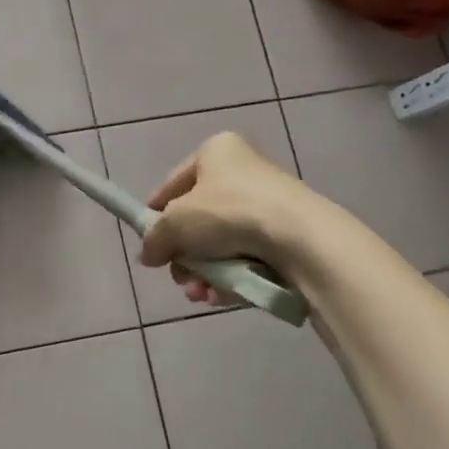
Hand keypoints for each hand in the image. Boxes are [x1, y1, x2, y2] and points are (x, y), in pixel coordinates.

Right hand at [138, 132, 340, 303]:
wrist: (300, 238)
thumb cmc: (228, 212)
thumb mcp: (174, 223)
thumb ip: (154, 238)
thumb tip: (148, 255)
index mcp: (217, 151)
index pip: (175, 182)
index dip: (157, 212)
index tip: (149, 240)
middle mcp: (244, 171)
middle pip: (199, 218)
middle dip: (185, 254)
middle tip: (179, 275)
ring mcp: (269, 204)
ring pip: (222, 243)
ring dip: (204, 272)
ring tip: (199, 294)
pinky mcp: (288, 236)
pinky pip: (247, 257)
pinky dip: (231, 278)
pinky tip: (219, 297)